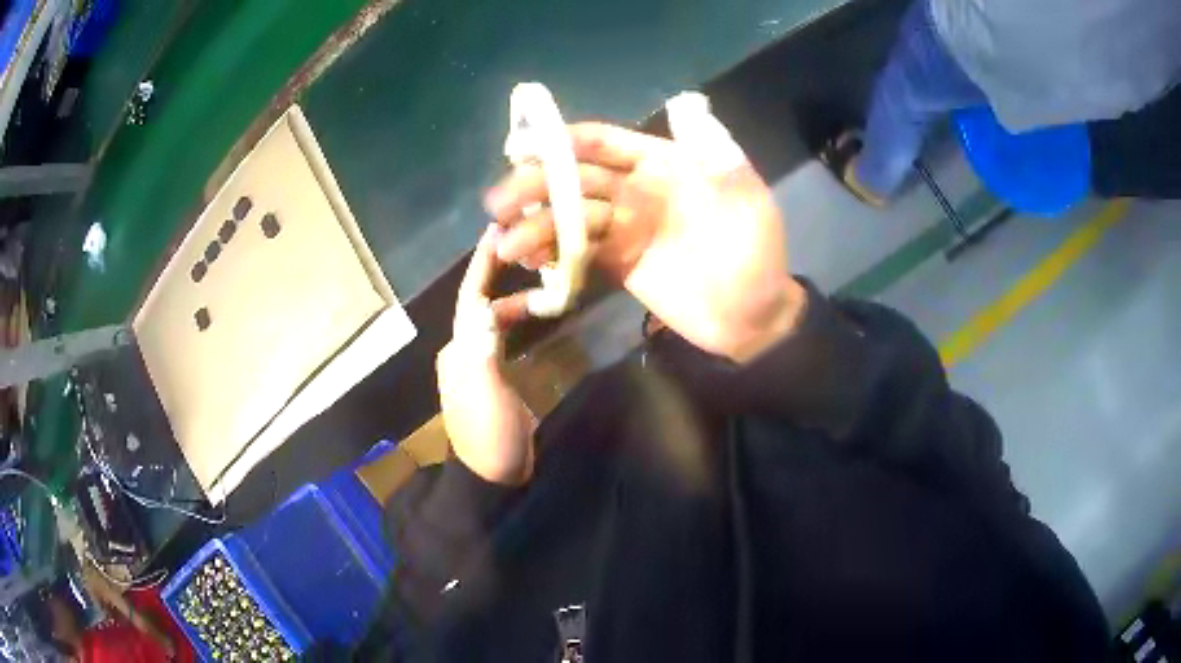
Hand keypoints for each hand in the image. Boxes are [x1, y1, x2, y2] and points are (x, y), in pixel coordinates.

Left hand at [436, 225, 536, 484]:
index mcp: (459, 351)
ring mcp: (479, 367)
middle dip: (500, 277)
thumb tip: (485, 306)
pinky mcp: (495, 380)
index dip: (481, 266)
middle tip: (527, 252)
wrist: (493, 477)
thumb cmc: (490, 436)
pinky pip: (505, 339)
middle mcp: (464, 353)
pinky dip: (518, 322)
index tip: (495, 234)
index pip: (470, 299)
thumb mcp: (486, 393)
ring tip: (542, 283)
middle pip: (481, 305)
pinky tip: (537, 318)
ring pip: (494, 321)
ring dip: (513, 300)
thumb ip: (482, 349)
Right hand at [485, 101, 804, 361]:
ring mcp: (623, 228)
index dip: (563, 142)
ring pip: (570, 217)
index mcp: (663, 165)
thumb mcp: (747, 199)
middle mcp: (635, 190)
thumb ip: (715, 155)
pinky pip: (577, 252)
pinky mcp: (616, 263)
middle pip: (576, 180)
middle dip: (535, 186)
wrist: (751, 318)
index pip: (604, 144)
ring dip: (535, 224)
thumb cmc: (754, 255)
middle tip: (499, 202)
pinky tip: (529, 259)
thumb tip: (686, 104)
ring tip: (505, 242)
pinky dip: (551, 253)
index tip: (521, 147)